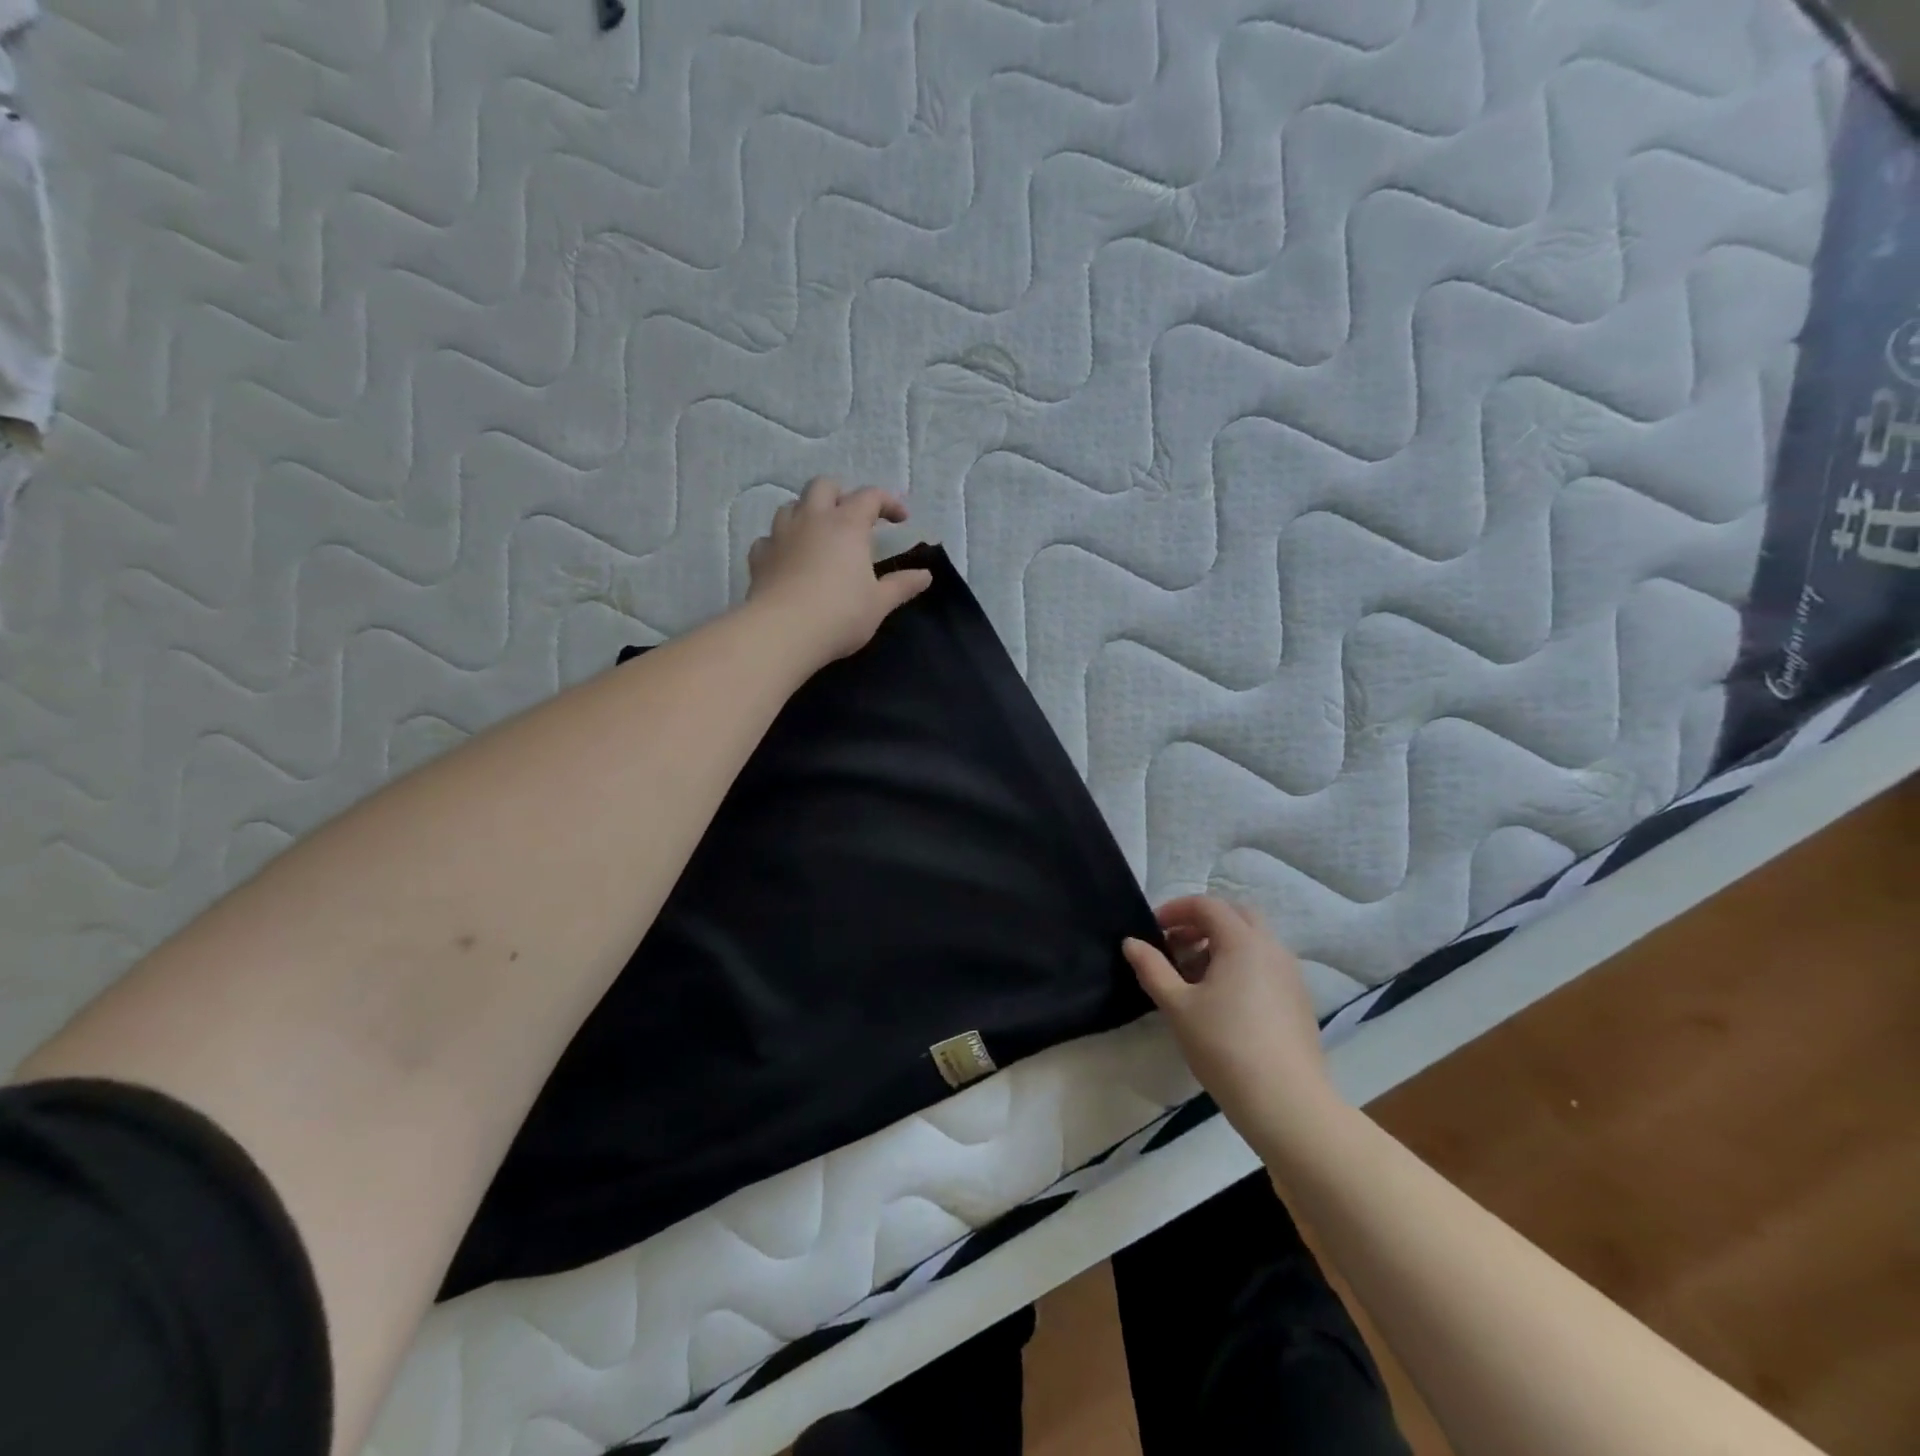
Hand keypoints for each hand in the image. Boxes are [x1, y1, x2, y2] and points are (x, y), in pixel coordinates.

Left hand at [746, 479, 933, 667]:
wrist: (782, 632)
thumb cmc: (840, 614)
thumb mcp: (879, 603)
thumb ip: (901, 585)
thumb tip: (925, 576)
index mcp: (847, 525)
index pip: (870, 496)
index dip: (888, 502)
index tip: (901, 520)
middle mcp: (812, 520)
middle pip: (823, 486)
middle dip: (841, 494)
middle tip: (853, 517)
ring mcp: (780, 535)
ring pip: (791, 506)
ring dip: (807, 512)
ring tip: (819, 534)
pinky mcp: (759, 557)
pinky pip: (769, 539)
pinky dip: (781, 543)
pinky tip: (788, 559)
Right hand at [1123, 897, 1336, 1139]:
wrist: (1287, 1104)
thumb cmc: (1225, 1047)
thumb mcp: (1177, 1006)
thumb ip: (1152, 968)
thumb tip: (1132, 942)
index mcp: (1243, 942)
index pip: (1207, 905)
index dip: (1176, 910)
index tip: (1153, 929)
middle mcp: (1272, 948)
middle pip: (1236, 915)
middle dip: (1202, 922)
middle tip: (1175, 945)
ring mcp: (1291, 975)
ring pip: (1253, 941)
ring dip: (1221, 944)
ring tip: (1193, 977)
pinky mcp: (1299, 1000)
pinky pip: (1266, 965)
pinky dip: (1240, 965)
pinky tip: (1222, 1001)